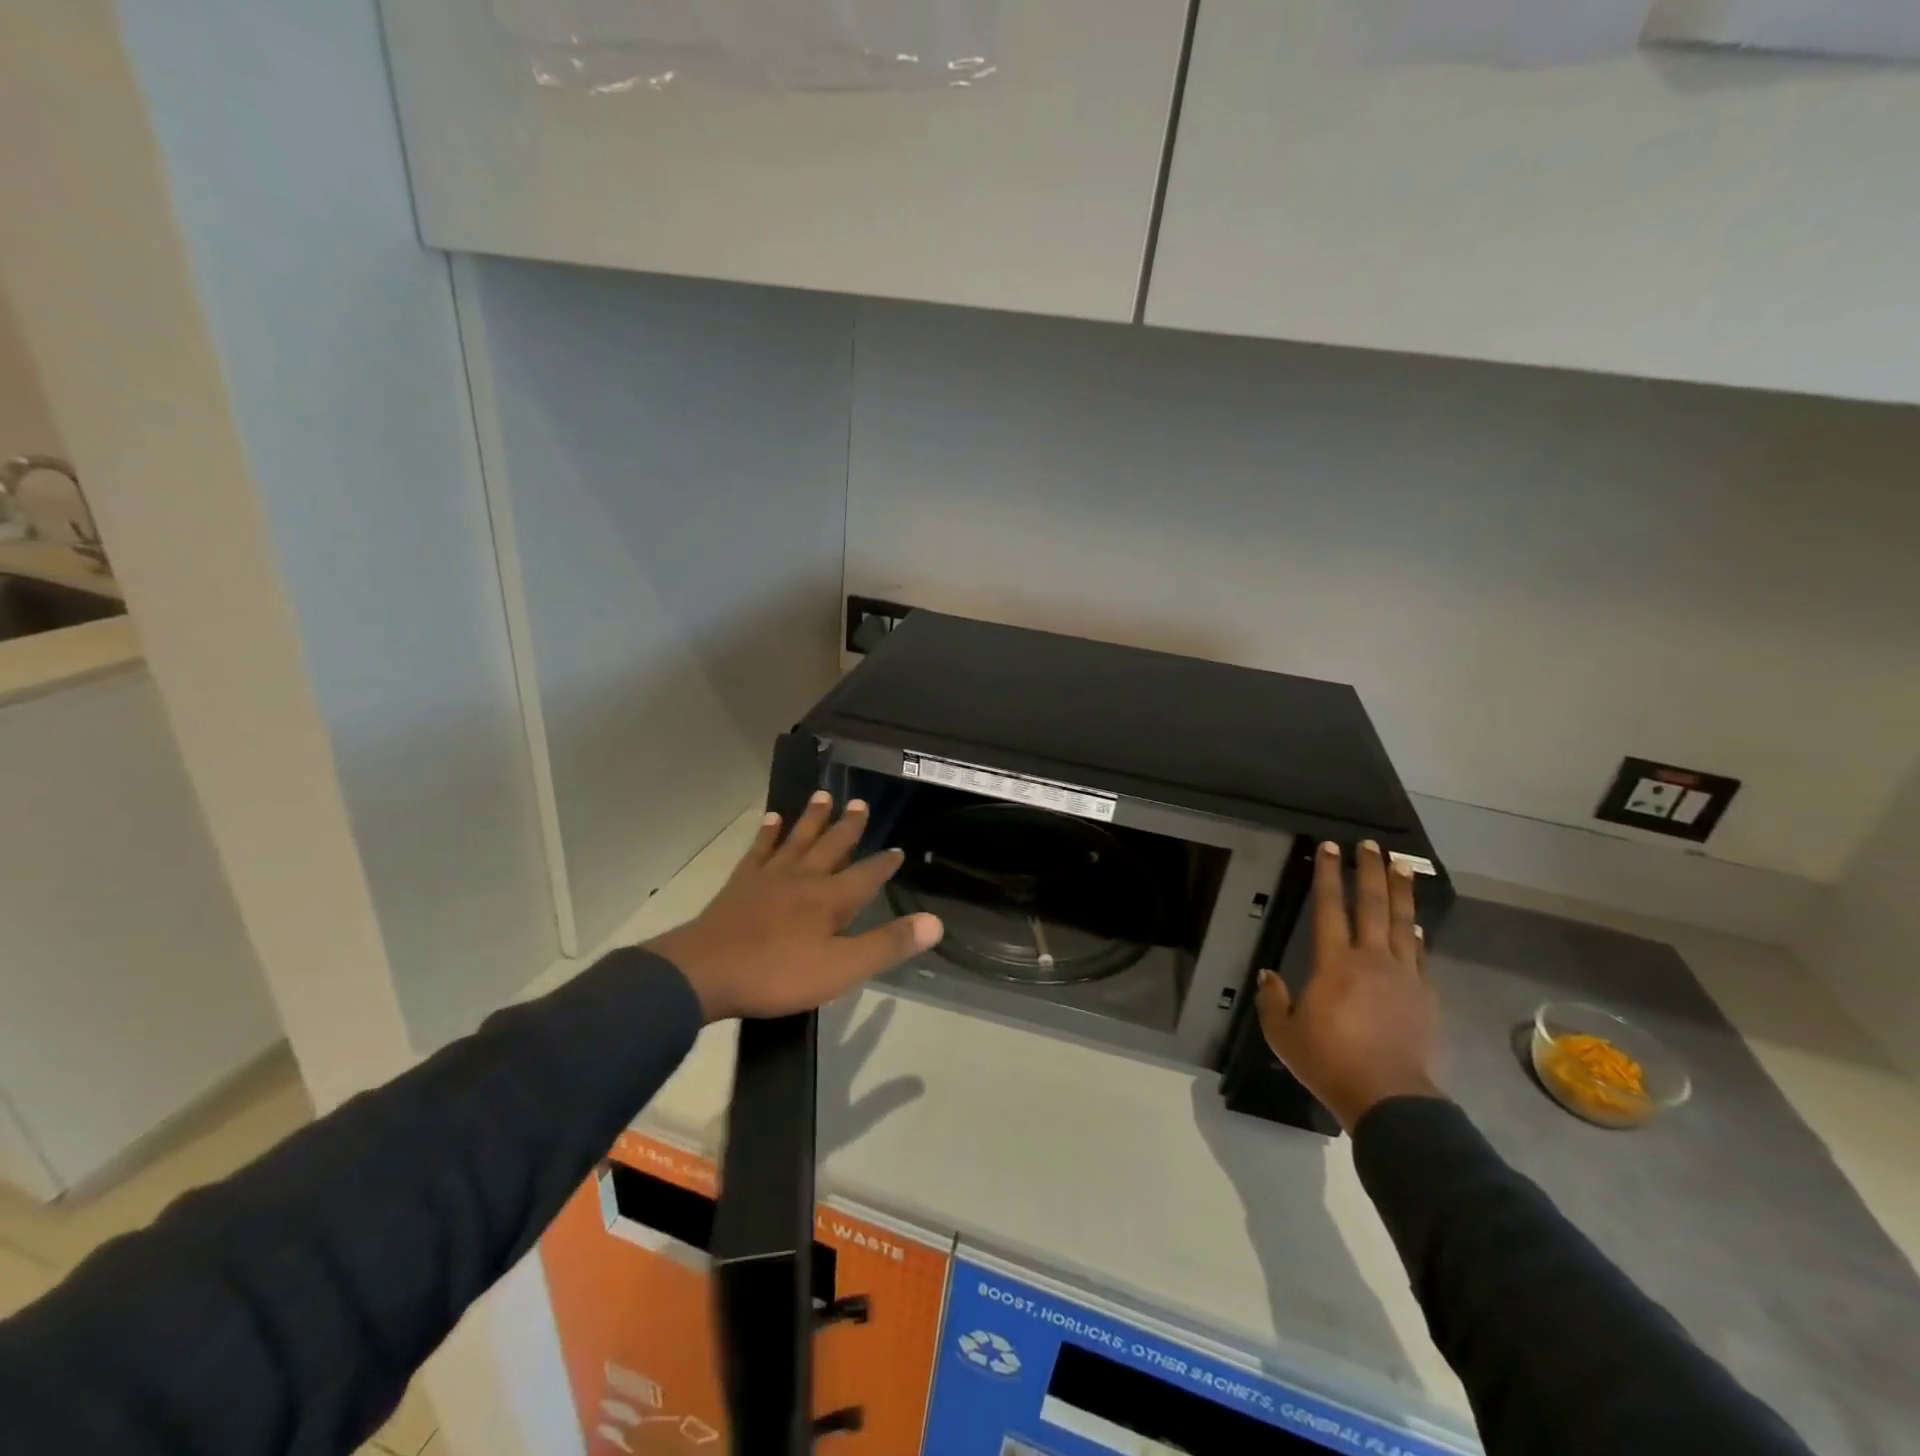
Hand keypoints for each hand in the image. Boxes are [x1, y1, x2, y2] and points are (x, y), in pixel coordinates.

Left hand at [648, 791, 943, 1021]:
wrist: (704, 973)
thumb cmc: (778, 974)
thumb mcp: (842, 969)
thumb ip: (887, 945)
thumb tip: (935, 922)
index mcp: (831, 899)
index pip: (867, 876)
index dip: (884, 864)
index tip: (897, 850)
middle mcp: (804, 878)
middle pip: (832, 846)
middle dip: (848, 827)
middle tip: (860, 803)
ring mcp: (769, 878)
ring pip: (797, 840)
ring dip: (812, 818)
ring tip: (823, 796)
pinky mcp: (740, 884)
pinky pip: (759, 850)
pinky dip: (768, 833)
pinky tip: (771, 819)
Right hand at [1254, 840, 1444, 1131]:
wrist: (1391, 1099)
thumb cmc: (1330, 1062)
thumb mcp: (1283, 1034)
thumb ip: (1273, 1000)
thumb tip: (1268, 975)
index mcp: (1335, 963)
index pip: (1330, 907)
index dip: (1329, 875)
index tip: (1330, 847)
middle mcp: (1372, 959)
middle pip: (1373, 905)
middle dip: (1370, 871)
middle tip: (1370, 845)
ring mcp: (1404, 976)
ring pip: (1403, 923)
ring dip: (1401, 892)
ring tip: (1402, 866)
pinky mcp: (1425, 996)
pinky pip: (1419, 955)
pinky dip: (1416, 935)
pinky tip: (1416, 927)